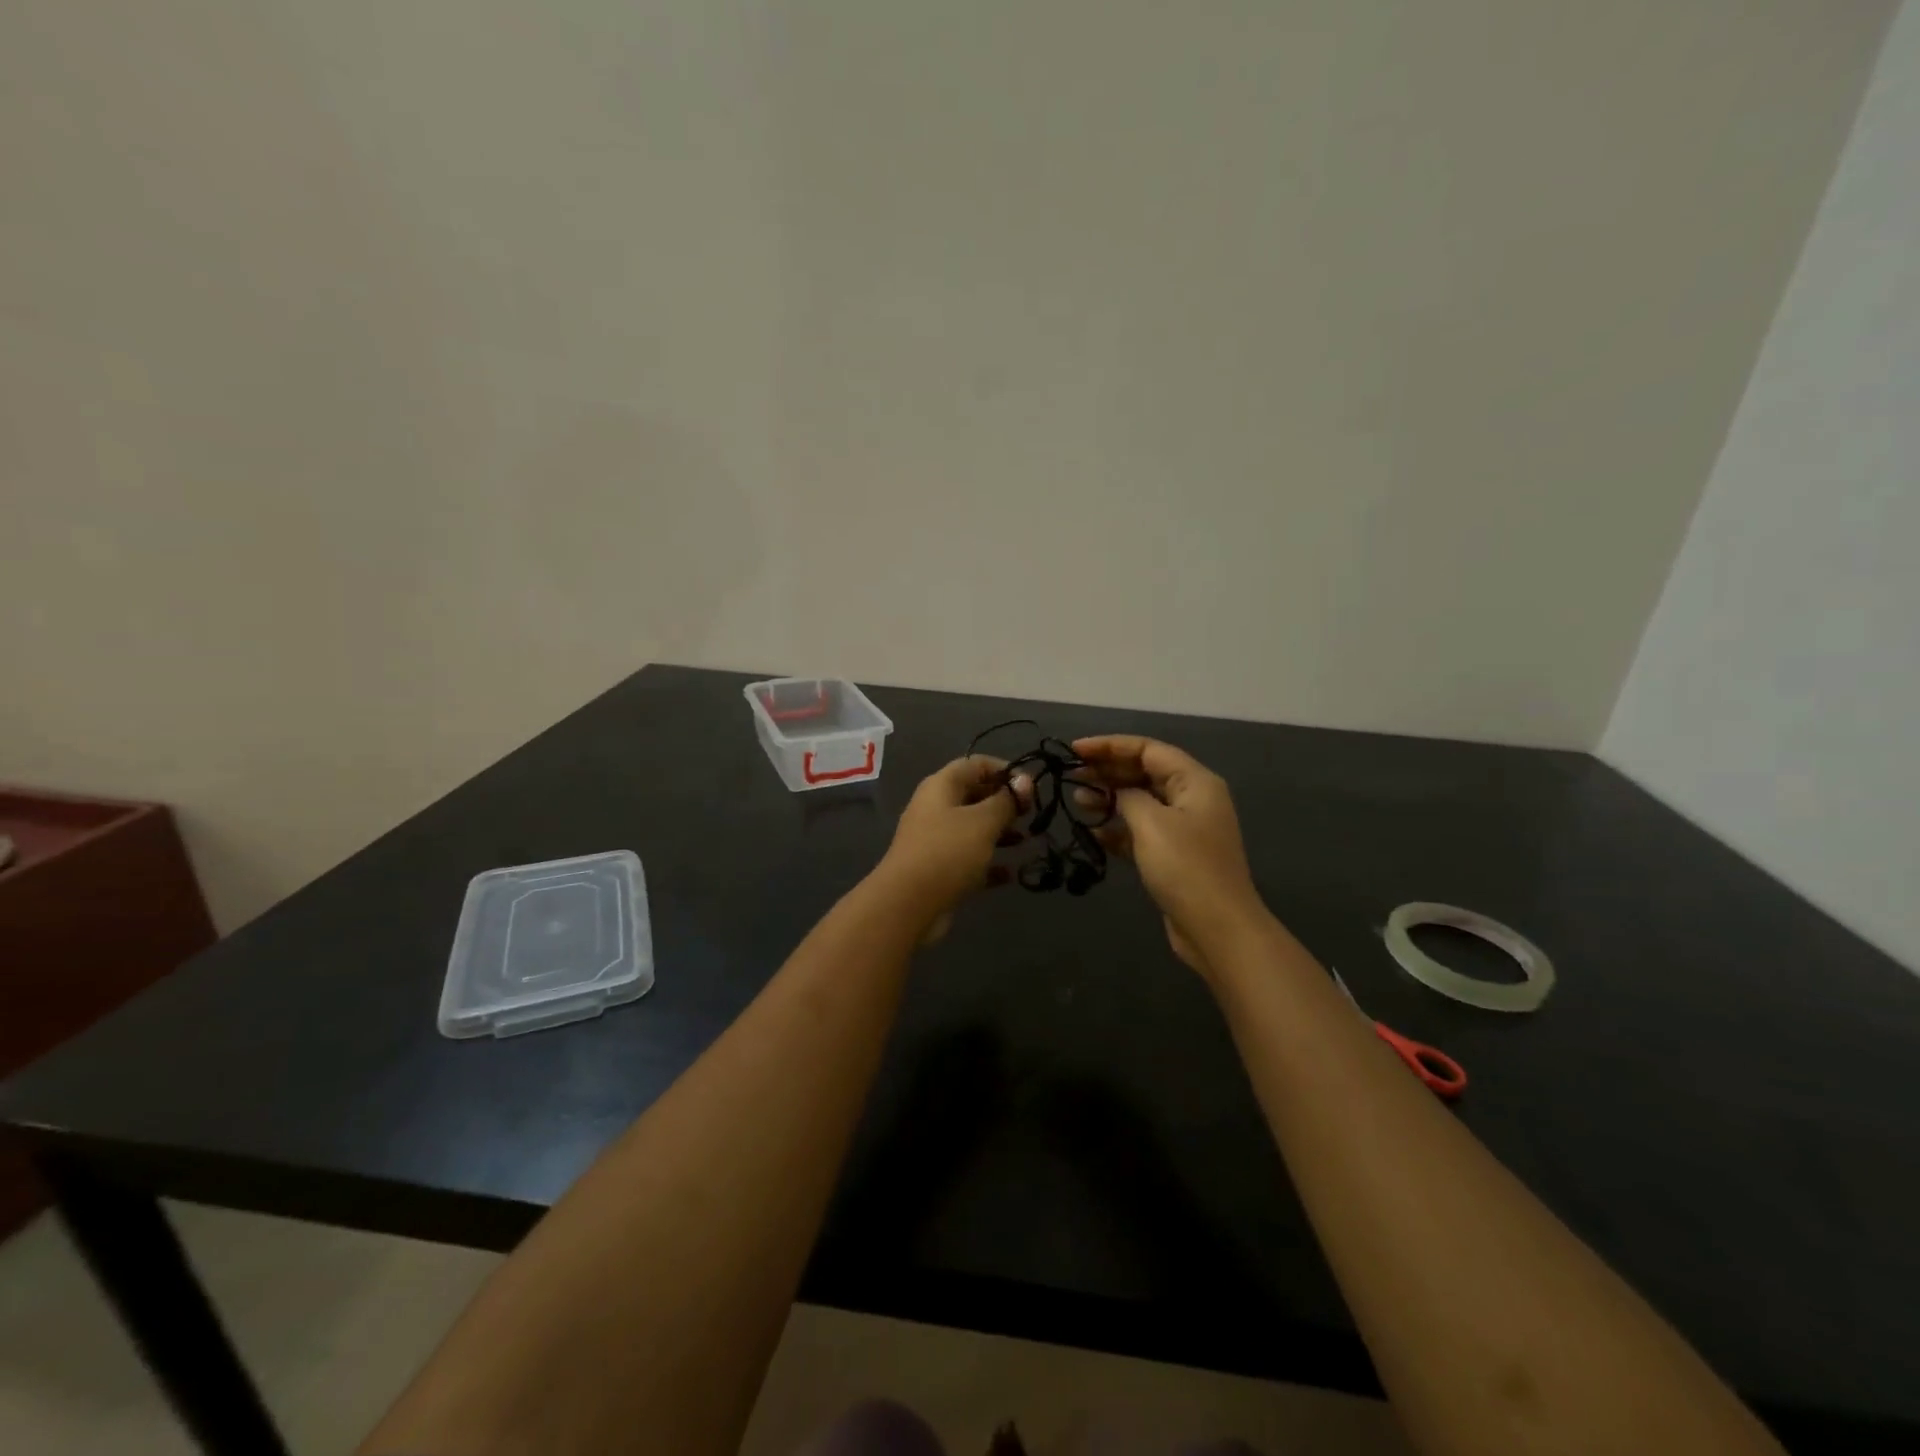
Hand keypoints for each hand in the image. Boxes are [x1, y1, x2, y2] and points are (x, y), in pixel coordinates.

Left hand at [874, 756, 1029, 938]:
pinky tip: (1011, 874)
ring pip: (973, 829)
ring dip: (1000, 832)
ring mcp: (936, 841)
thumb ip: (1006, 801)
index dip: (1004, 769)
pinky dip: (989, 864)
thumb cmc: (947, 853)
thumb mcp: (982, 822)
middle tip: (1031, 813)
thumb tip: (1024, 781)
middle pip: (974, 795)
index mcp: (941, 787)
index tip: (1031, 785)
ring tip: (1026, 840)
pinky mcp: (940, 871)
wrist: (907, 906)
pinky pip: (969, 860)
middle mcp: (936, 809)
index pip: (975, 764)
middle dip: (1004, 802)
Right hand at [1073, 736, 1269, 974]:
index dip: (1110, 746)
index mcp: (1195, 781)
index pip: (1147, 749)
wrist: (1217, 928)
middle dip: (1107, 771)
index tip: (1074, 750)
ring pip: (1140, 801)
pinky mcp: (1173, 855)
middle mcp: (1192, 798)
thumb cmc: (1186, 868)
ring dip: (1109, 798)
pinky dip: (1118, 827)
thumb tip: (1115, 791)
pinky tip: (1092, 831)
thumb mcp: (1151, 823)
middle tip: (1070, 774)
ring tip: (1076, 800)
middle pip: (1144, 772)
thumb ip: (1127, 796)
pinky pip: (1141, 830)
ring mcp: (1184, 828)